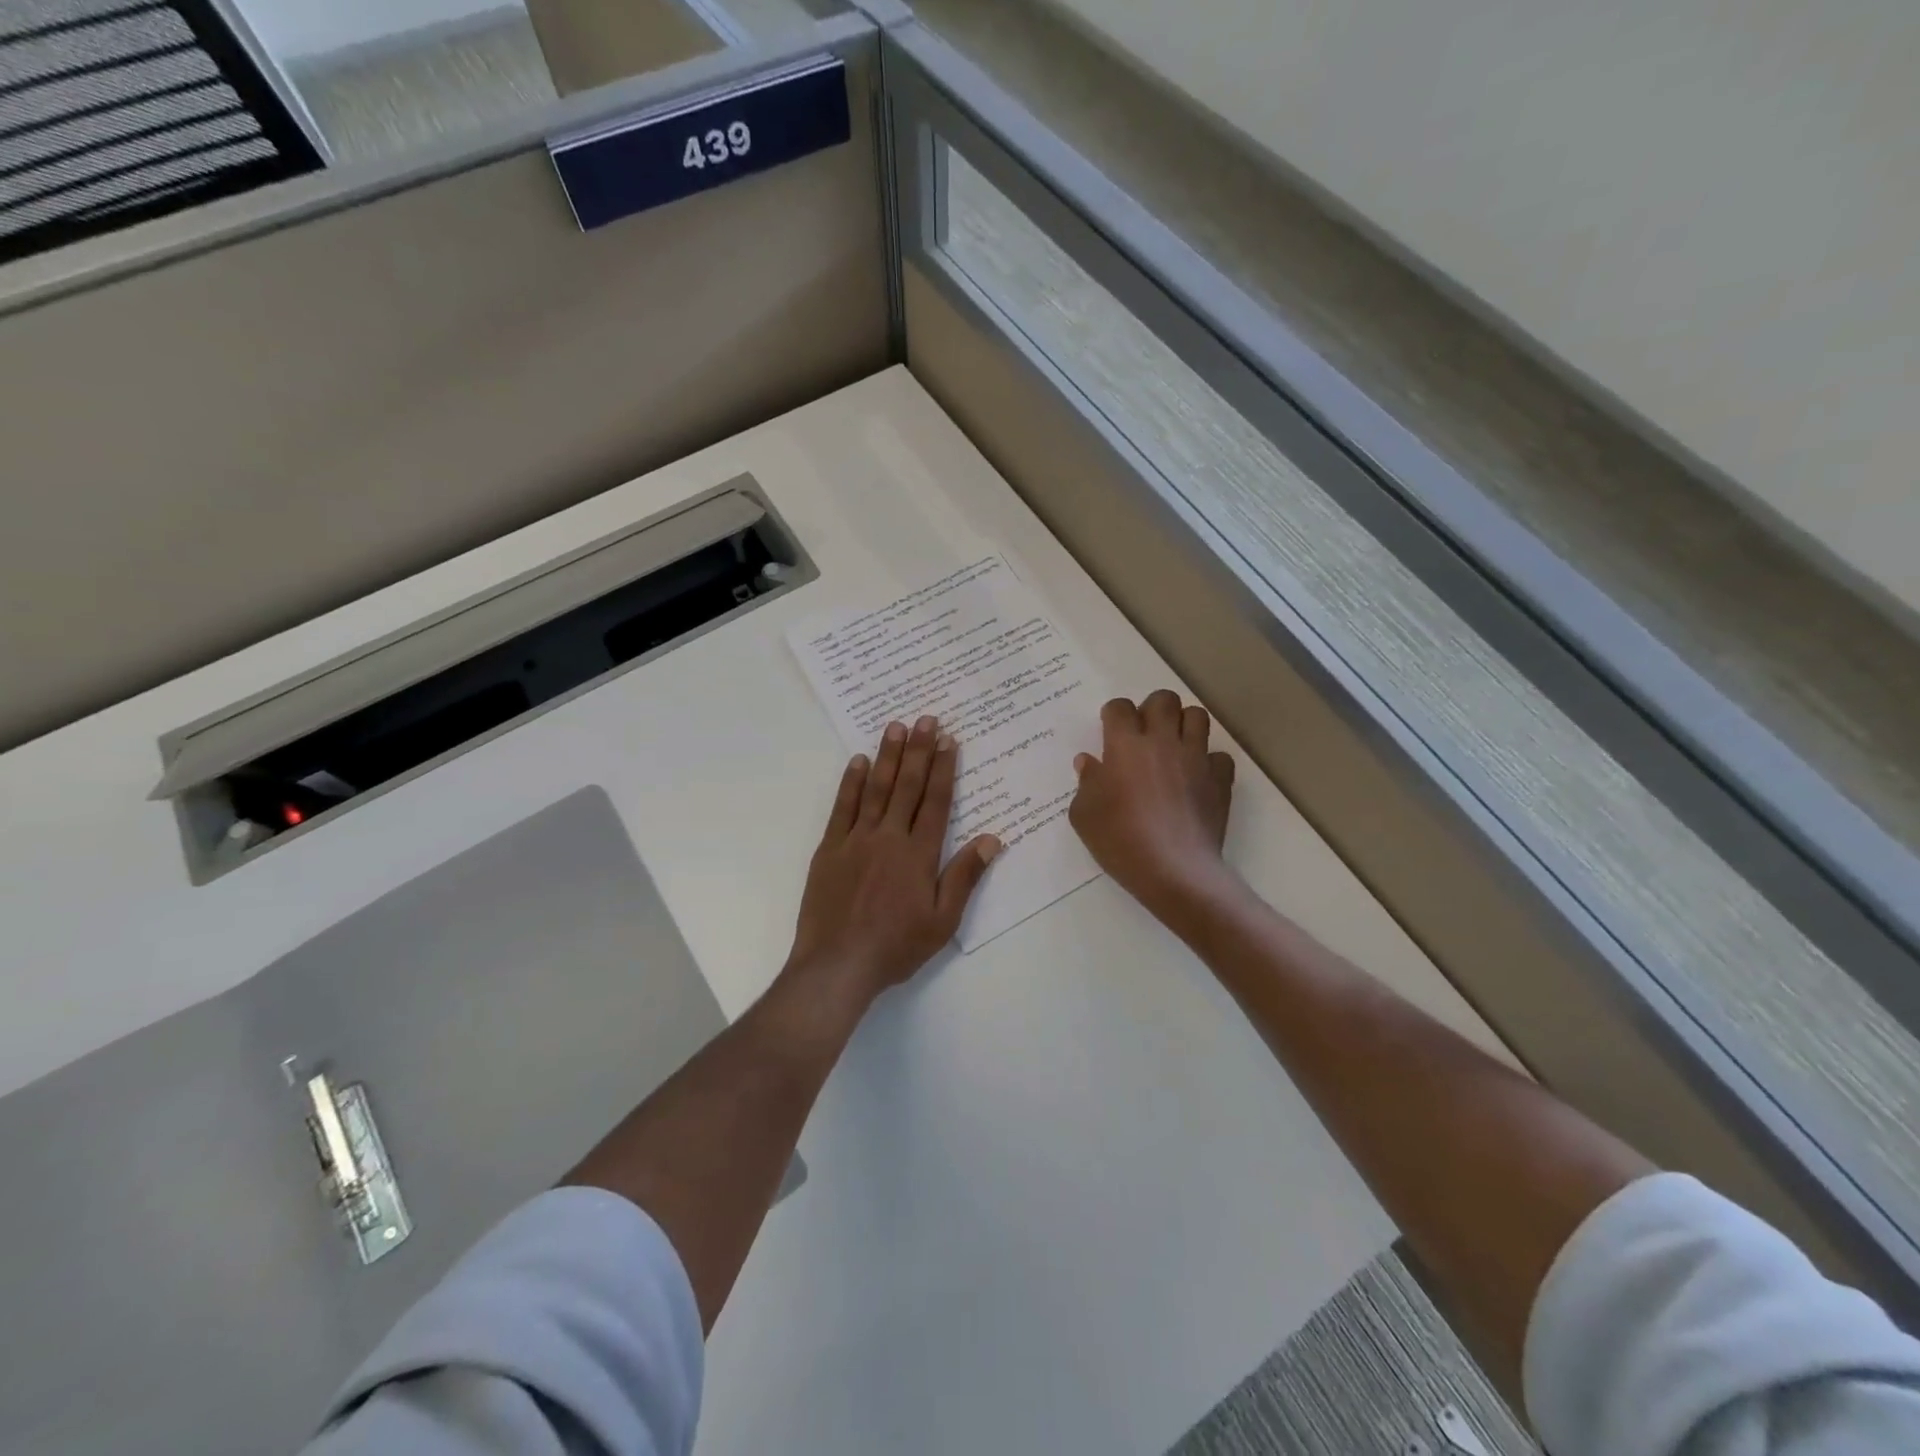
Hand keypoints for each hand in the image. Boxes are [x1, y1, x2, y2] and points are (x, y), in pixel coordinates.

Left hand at [783, 716, 1000, 1005]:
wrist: (837, 964)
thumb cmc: (896, 946)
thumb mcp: (942, 921)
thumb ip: (965, 877)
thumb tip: (992, 839)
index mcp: (919, 854)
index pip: (937, 801)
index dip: (944, 768)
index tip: (949, 740)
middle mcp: (889, 837)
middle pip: (908, 786)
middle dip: (919, 750)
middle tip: (926, 719)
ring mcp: (856, 840)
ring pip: (875, 789)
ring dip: (887, 756)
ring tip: (896, 727)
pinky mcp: (829, 849)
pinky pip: (842, 808)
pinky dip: (850, 783)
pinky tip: (857, 762)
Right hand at [1069, 691, 1235, 916]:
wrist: (1173, 870)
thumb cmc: (1120, 841)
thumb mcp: (1084, 815)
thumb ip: (1086, 783)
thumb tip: (1090, 762)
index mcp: (1125, 745)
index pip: (1120, 707)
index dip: (1113, 714)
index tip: (1110, 730)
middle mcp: (1162, 741)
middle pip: (1164, 700)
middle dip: (1152, 709)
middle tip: (1144, 733)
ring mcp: (1195, 758)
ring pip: (1197, 716)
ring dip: (1184, 725)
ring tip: (1173, 746)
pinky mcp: (1220, 779)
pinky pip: (1219, 755)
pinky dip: (1208, 761)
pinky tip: (1197, 778)